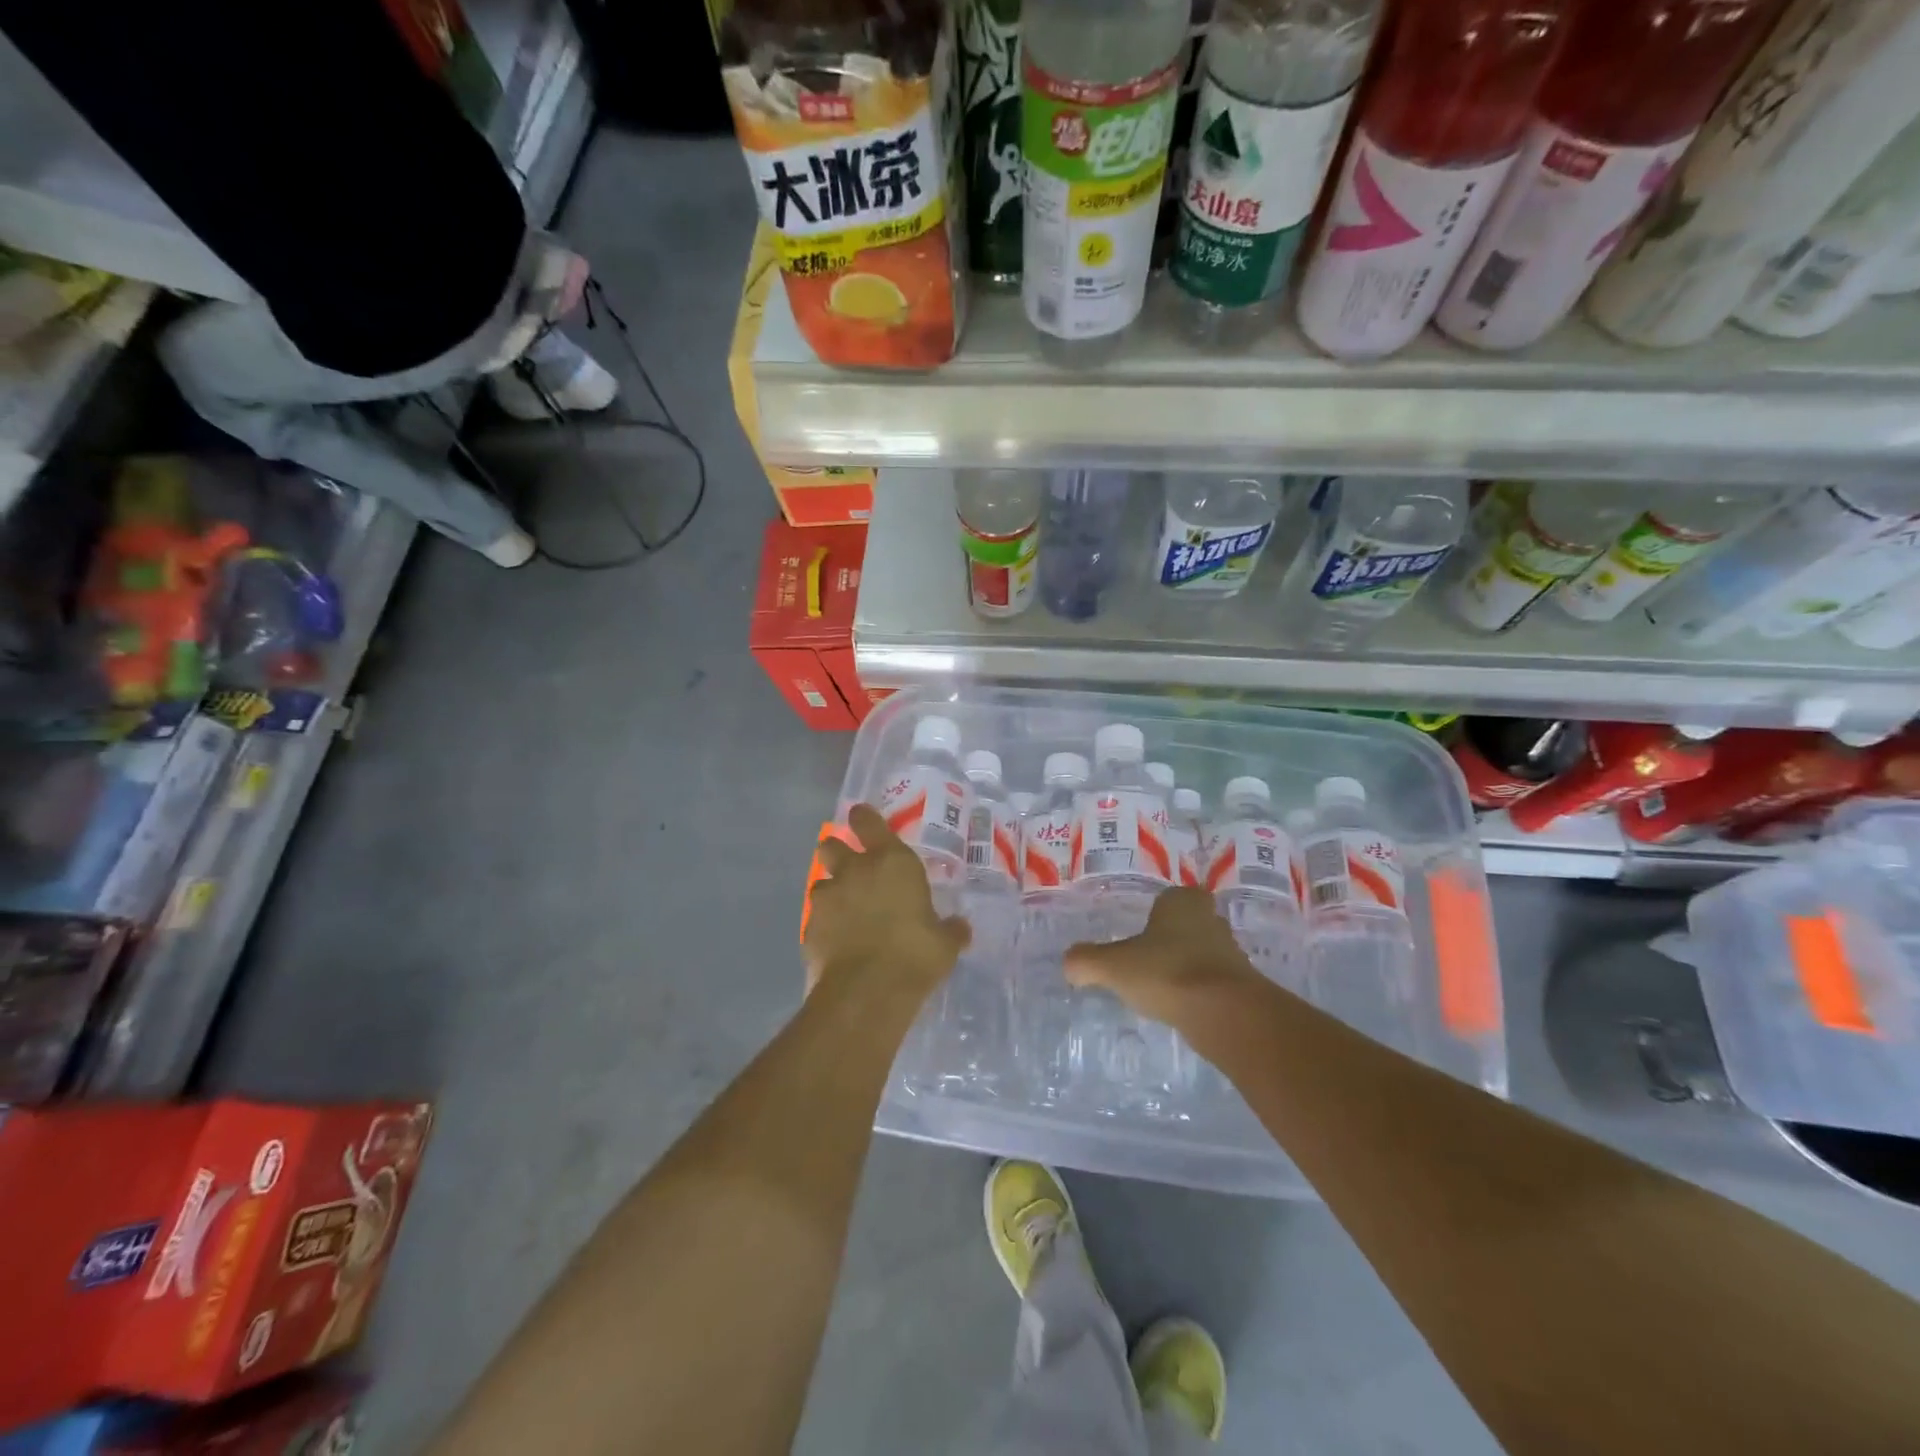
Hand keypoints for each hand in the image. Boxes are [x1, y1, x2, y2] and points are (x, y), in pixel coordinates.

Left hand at [805, 803, 970, 999]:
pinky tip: (838, 942)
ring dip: (832, 892)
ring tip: (846, 912)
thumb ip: (950, 930)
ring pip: (821, 882)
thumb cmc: (914, 955)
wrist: (866, 992)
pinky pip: (817, 918)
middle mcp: (854, 871)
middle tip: (850, 866)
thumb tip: (960, 927)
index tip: (861, 817)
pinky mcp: (809, 928)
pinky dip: (826, 925)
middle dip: (837, 850)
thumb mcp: (945, 944)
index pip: (869, 822)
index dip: (863, 817)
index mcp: (891, 862)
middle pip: (832, 845)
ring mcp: (827, 899)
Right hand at [1065, 887, 1265, 1028]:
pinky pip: (1214, 982)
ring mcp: (1231, 953)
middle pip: (1189, 924)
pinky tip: (1182, 1008)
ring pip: (1203, 953)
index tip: (1141, 932)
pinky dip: (1199, 992)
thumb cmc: (1167, 972)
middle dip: (1173, 938)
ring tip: (1162, 988)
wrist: (1226, 1014)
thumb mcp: (1113, 966)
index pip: (1170, 898)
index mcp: (1182, 902)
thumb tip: (1069, 963)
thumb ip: (1087, 961)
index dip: (1157, 912)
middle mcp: (1211, 920)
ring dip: (1187, 966)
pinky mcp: (1242, 986)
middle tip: (1149, 958)